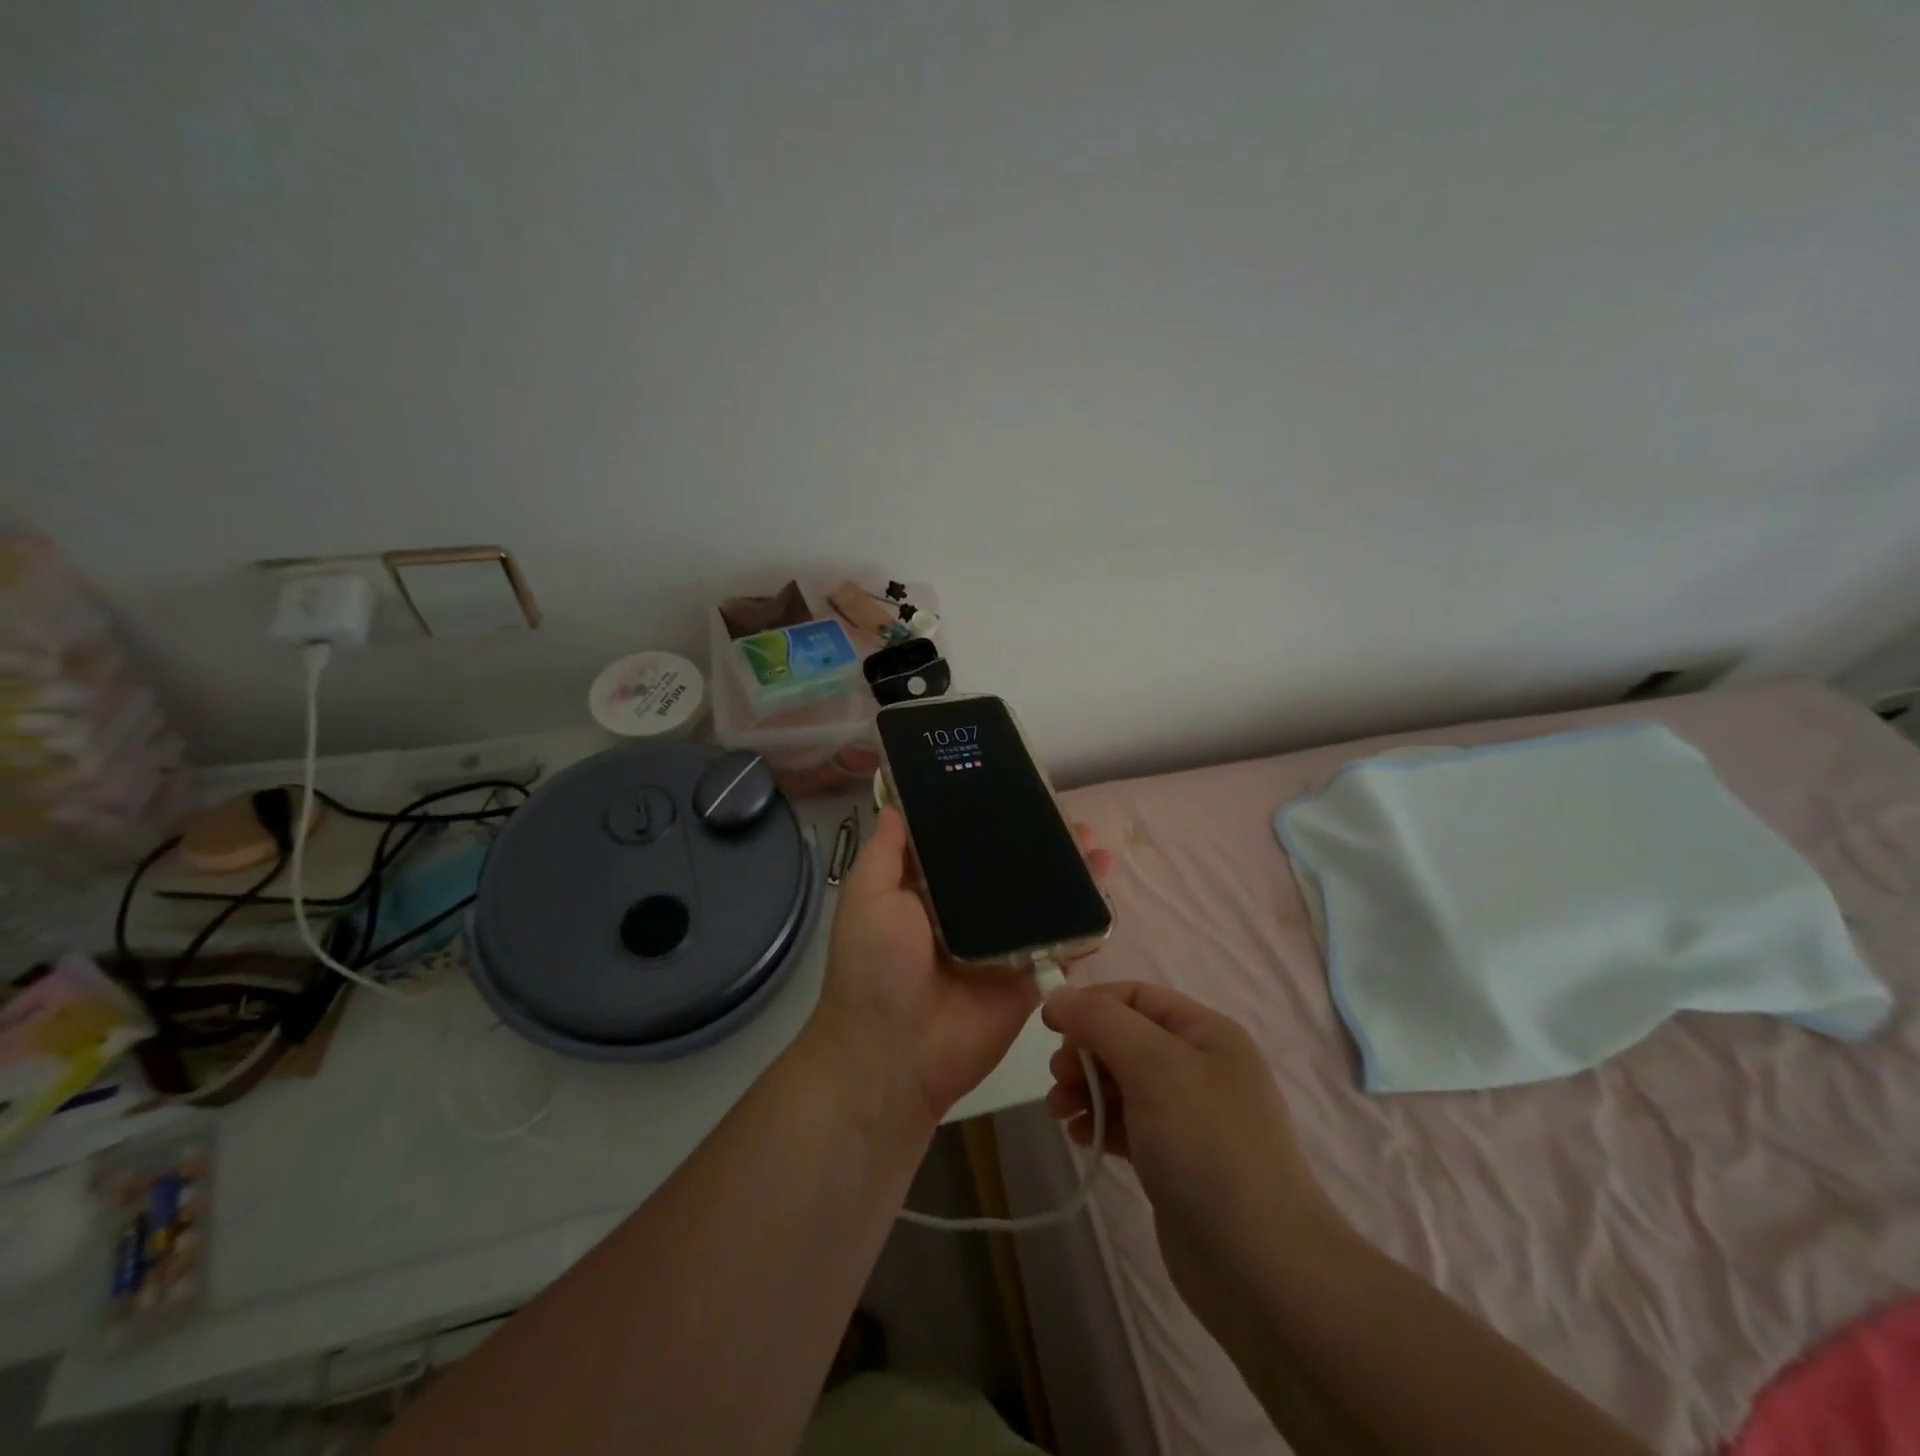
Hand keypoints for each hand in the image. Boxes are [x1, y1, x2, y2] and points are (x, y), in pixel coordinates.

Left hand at [808, 807, 1110, 1130]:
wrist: (895, 1052)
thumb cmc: (875, 965)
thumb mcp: (868, 897)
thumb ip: (886, 853)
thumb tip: (895, 806)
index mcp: (928, 894)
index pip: (963, 847)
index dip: (986, 820)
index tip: (1013, 790)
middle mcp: (968, 915)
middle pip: (1009, 872)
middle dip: (1038, 845)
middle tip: (1066, 816)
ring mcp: (1002, 946)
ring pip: (1041, 902)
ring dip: (1068, 875)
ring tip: (1095, 844)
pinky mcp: (1028, 976)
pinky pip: (1060, 944)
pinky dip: (1085, 920)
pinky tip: (1106, 890)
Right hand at [1043, 983, 1349, 1327]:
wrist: (1260, 1268)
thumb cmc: (1207, 1147)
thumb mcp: (1154, 1066)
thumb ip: (1101, 1022)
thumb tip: (1059, 996)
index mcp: (1206, 1033)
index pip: (1136, 997)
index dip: (1091, 1004)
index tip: (1048, 1027)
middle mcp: (1201, 1067)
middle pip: (1126, 1039)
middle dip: (1085, 1052)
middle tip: (1058, 1079)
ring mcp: (1191, 1117)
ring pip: (1123, 1083)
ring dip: (1085, 1089)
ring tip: (1059, 1111)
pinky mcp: (1178, 1161)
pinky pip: (1129, 1125)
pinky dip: (1102, 1124)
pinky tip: (1081, 1138)